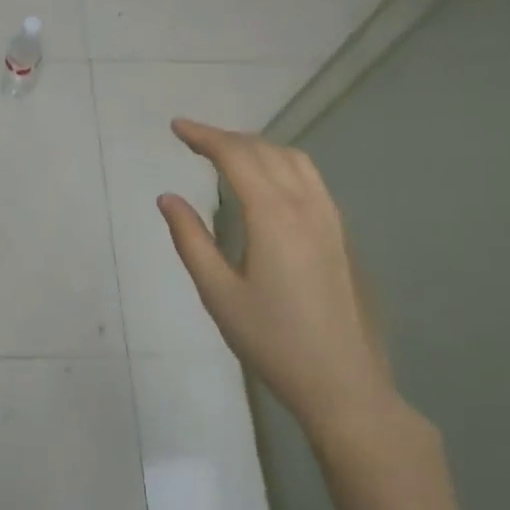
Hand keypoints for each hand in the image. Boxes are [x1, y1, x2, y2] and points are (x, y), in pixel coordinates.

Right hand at [158, 121, 402, 440]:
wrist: (341, 381)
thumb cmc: (271, 340)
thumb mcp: (217, 292)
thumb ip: (190, 239)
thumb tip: (168, 198)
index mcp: (273, 216)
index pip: (237, 157)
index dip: (205, 136)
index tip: (176, 128)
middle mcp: (306, 206)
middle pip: (266, 151)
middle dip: (227, 138)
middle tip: (192, 139)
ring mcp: (330, 219)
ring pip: (295, 160)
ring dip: (257, 146)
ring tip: (226, 152)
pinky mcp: (340, 234)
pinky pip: (310, 179)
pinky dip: (281, 163)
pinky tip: (267, 182)